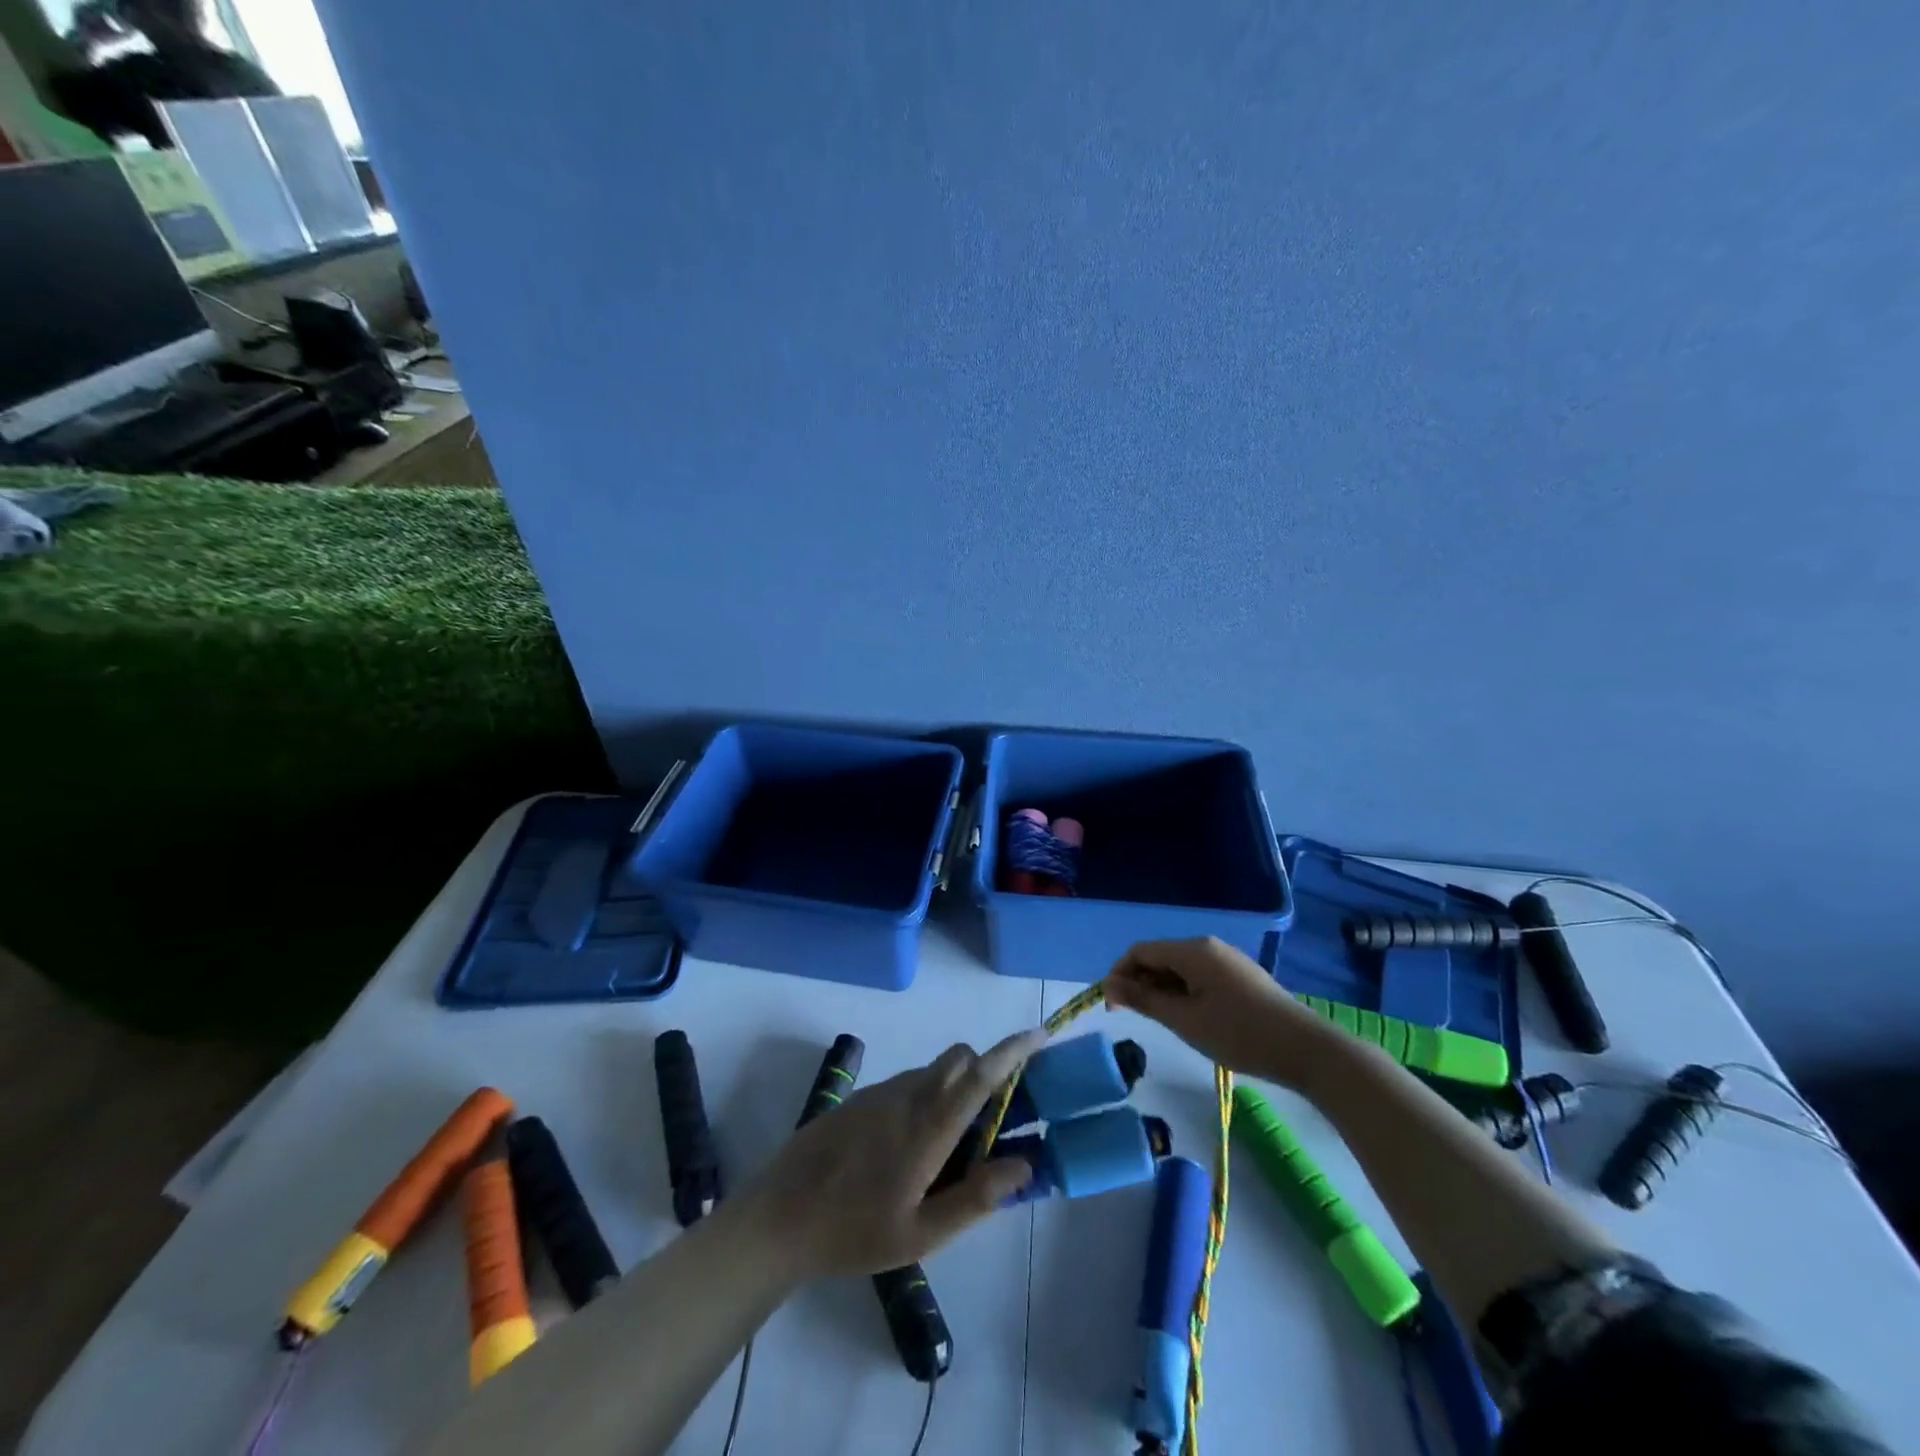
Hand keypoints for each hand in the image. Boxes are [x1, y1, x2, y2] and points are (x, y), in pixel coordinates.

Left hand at [740, 1029, 1046, 1280]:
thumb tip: (1023, 1164)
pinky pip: (907, 1084)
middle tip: (996, 1117)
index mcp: (927, 1127)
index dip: (1013, 1051)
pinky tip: (909, 1150)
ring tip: (950, 1149)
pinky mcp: (860, 1099)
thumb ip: (974, 1198)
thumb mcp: (920, 1234)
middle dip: (986, 1070)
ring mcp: (880, 1093)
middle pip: (958, 1060)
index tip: (1041, 1034)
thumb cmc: (852, 1232)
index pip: (979, 1075)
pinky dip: (926, 1098)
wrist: (777, 1218)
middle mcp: (907, 1096)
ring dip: (955, 1089)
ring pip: (932, 1071)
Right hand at [1103, 937, 1333, 1085]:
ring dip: (1161, 989)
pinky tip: (1188, 1018)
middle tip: (1131, 1017)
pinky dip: (1183, 992)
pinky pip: (1199, 976)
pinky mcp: (1241, 977)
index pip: (1140, 951)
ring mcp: (1227, 961)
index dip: (1119, 974)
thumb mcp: (1184, 1020)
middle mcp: (1208, 946)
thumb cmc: (1239, 1034)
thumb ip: (1144, 1000)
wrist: (1306, 1050)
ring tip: (1160, 1021)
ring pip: (1180, 968)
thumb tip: (1110, 986)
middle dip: (1139, 982)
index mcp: (1193, 950)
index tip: (1112, 1007)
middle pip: (1160, 957)